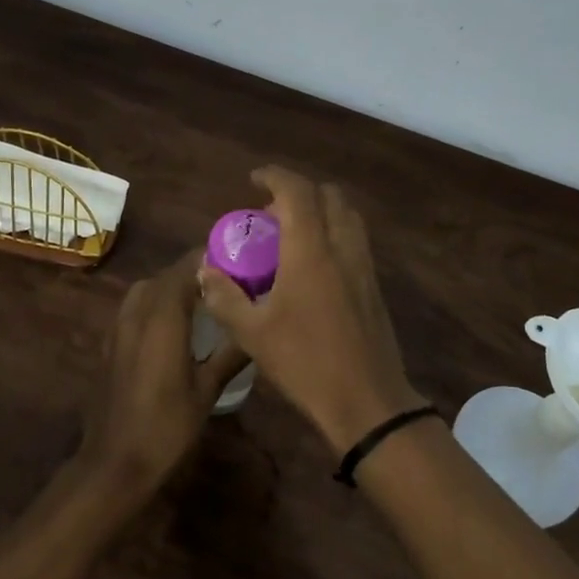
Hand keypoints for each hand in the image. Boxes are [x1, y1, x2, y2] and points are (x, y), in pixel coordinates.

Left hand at [77, 251, 247, 509]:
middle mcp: (137, 311)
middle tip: (230, 283)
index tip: (240, 260)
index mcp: (163, 316)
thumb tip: (257, 329)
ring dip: (175, 286)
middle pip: (168, 274)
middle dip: (197, 271)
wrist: (114, 462)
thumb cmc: (166, 427)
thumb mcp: (207, 391)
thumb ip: (232, 353)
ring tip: (206, 301)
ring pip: (148, 288)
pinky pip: (136, 307)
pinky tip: (177, 326)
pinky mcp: (110, 342)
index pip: (187, 266)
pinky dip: (157, 303)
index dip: (212, 258)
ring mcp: (119, 326)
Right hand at [198, 168, 426, 452]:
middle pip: (329, 196)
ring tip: (292, 238)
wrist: (367, 401)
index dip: (274, 176)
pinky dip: (333, 235)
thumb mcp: (252, 334)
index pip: (297, 191)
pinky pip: (354, 241)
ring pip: (347, 217)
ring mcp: (364, 266)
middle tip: (271, 216)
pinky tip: (313, 268)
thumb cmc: (305, 363)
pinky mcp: (374, 286)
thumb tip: (205, 270)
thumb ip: (224, 297)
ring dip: (320, 212)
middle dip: (299, 193)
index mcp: (311, 251)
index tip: (254, 179)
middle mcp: (342, 247)